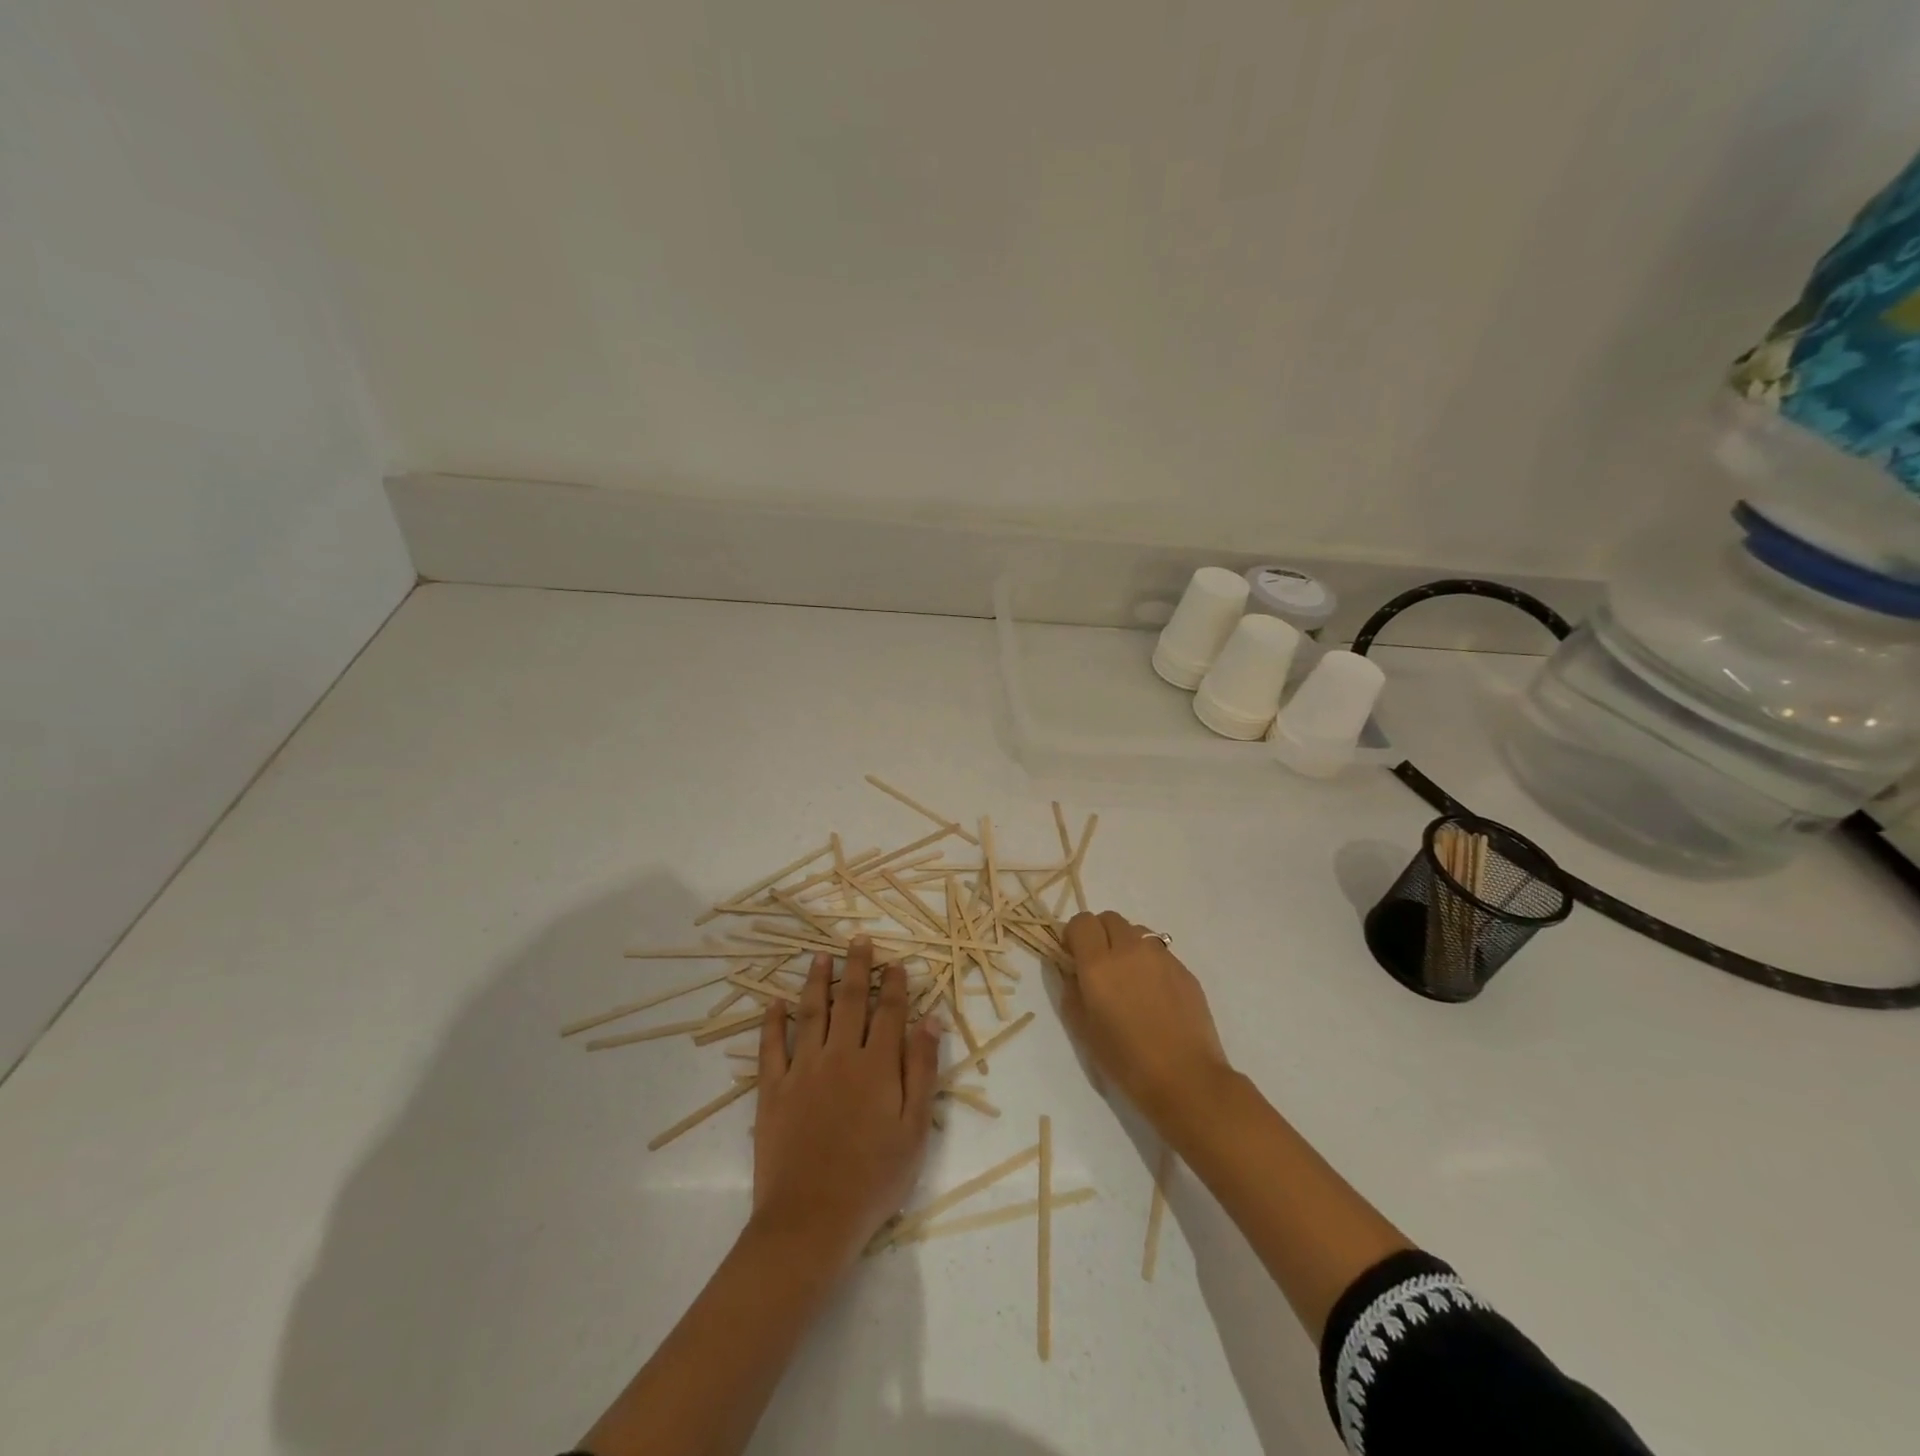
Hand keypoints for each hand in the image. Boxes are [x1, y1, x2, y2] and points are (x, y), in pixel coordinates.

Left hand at [752, 938, 941, 1270]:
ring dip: (817, 981)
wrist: (811, 1220)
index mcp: (877, 1065)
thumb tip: (930, 1020)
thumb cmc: (874, 1179)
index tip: (896, 962)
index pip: (889, 1012)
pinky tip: (775, 1002)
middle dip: (857, 967)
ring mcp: (803, 1069)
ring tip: (820, 956)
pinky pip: (771, 1046)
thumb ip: (921, 1070)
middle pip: (851, 1001)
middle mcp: (840, 1056)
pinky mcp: (773, 1089)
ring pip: (811, 1012)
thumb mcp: (914, 1129)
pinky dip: (773, 1021)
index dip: (894, 985)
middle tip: (859, 940)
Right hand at [1061, 911, 1233, 1132]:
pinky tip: (1154, 995)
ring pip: (1136, 931)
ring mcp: (1161, 957)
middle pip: (1109, 918)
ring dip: (1125, 944)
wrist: (1186, 1079)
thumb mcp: (1083, 1029)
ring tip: (1129, 978)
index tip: (1073, 956)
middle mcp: (1129, 950)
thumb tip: (1072, 970)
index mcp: (1098, 964)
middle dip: (1099, 934)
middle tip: (1100, 966)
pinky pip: (1159, 951)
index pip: (1081, 922)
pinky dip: (1149, 962)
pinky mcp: (1184, 969)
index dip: (1074, 935)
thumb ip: (1071, 990)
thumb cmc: (1126, 1060)